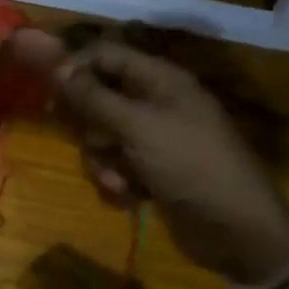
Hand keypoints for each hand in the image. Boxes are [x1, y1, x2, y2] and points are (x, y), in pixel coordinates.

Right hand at [11, 32, 288, 282]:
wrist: (239, 233)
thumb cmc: (191, 166)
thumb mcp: (137, 127)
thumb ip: (93, 96)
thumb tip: (56, 66)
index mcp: (159, 79)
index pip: (105, 55)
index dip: (75, 68)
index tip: (48, 93)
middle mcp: (155, 102)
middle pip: (97, 96)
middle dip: (89, 126)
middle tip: (91, 142)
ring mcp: (154, 138)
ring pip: (101, 135)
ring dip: (102, 161)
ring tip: (119, 181)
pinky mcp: (151, 170)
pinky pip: (114, 164)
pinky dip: (115, 180)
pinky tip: (129, 198)